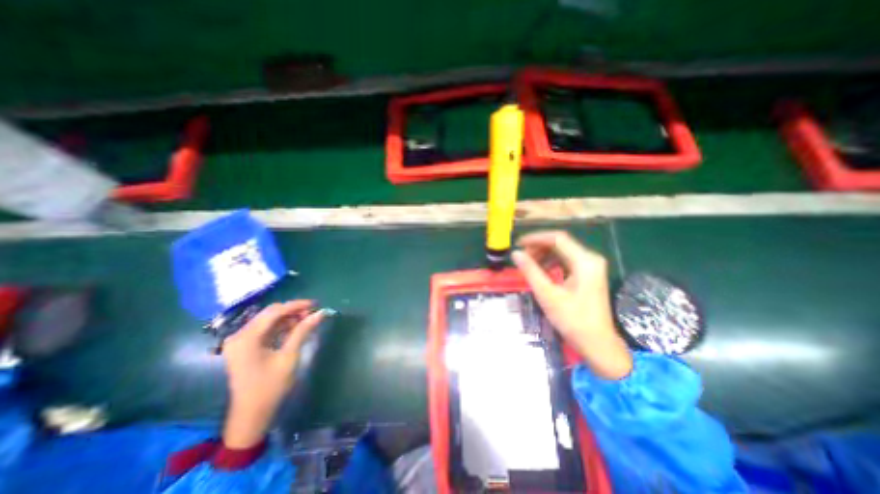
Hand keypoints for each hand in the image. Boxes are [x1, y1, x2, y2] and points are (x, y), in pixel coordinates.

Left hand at [222, 299, 322, 449]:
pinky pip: (265, 329)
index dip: (296, 305)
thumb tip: (320, 313)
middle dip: (292, 310)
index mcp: (246, 338)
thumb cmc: (270, 387)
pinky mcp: (244, 346)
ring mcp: (240, 341)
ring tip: (306, 320)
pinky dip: (281, 326)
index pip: (274, 312)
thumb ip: (303, 331)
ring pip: (268, 320)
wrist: (250, 415)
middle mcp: (239, 335)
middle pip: (270, 313)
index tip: (316, 304)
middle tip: (312, 313)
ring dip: (288, 318)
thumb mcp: (289, 357)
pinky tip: (295, 328)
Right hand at [509, 230, 633, 377]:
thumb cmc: (573, 320)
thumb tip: (515, 254)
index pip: (557, 238)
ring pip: (563, 251)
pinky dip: (551, 263)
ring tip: (528, 264)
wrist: (597, 344)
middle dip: (538, 247)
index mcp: (585, 261)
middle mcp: (590, 259)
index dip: (535, 238)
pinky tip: (541, 272)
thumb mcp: (547, 295)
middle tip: (521, 257)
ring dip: (544, 255)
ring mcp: (591, 267)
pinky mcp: (588, 275)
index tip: (518, 244)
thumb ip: (530, 271)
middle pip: (560, 243)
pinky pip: (567, 261)